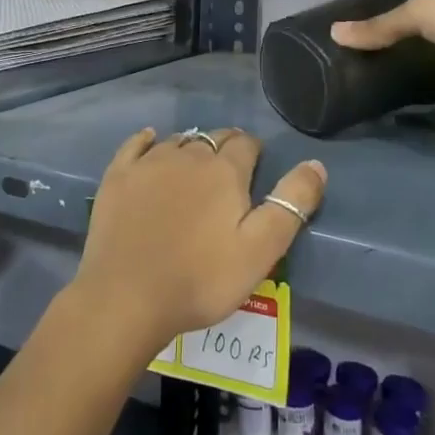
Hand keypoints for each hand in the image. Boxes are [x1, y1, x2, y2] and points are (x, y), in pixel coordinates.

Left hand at [75, 128, 325, 349]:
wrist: (127, 297)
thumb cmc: (202, 279)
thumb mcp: (261, 249)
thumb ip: (291, 205)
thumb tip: (316, 164)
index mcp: (224, 171)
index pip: (246, 144)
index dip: (254, 152)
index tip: (256, 168)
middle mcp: (187, 155)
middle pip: (213, 138)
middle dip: (225, 147)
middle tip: (229, 168)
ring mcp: (148, 164)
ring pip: (178, 141)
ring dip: (191, 146)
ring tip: (196, 163)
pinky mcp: (118, 177)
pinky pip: (136, 145)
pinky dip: (147, 140)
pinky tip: (151, 140)